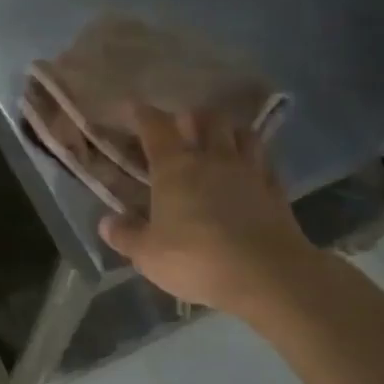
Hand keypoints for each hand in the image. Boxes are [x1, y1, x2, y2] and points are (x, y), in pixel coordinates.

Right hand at [98, 104, 311, 314]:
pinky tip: (251, 170)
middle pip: (206, 118)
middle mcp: (212, 158)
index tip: (134, 108)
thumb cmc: (197, 259)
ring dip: (229, 131)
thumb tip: (106, 222)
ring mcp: (249, 171)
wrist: (268, 276)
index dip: (143, 114)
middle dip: (193, 116)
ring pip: (242, 133)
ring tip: (220, 140)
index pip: (155, 127)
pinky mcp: (276, 190)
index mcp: (175, 167)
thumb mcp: (149, 255)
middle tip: (184, 126)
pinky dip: (256, 159)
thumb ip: (126, 236)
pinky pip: (266, 162)